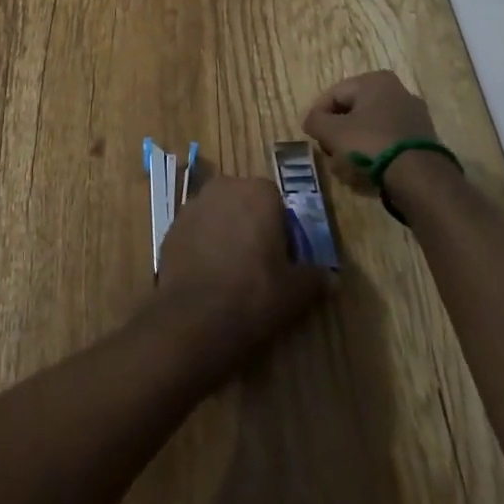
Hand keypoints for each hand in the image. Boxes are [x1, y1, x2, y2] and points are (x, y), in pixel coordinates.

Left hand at [149, 177, 328, 377]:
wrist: (195, 316)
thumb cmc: (254, 294)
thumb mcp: (295, 291)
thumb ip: (314, 277)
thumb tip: (330, 277)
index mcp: (259, 192)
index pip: (276, 202)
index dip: (281, 230)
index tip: (282, 258)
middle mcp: (225, 187)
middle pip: (244, 202)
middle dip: (251, 225)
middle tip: (258, 263)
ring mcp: (194, 203)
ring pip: (218, 214)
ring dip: (225, 232)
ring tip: (230, 271)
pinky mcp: (172, 225)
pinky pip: (196, 230)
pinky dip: (203, 244)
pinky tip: (208, 275)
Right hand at [303, 71, 438, 183]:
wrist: (420, 179)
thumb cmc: (371, 144)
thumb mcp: (332, 132)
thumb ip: (315, 121)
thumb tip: (310, 120)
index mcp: (375, 81)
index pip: (334, 94)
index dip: (318, 115)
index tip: (311, 136)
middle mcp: (398, 92)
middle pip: (354, 112)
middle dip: (338, 134)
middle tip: (328, 153)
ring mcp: (414, 117)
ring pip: (371, 130)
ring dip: (355, 147)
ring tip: (344, 169)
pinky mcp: (423, 142)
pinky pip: (389, 144)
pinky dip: (375, 156)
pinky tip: (366, 174)